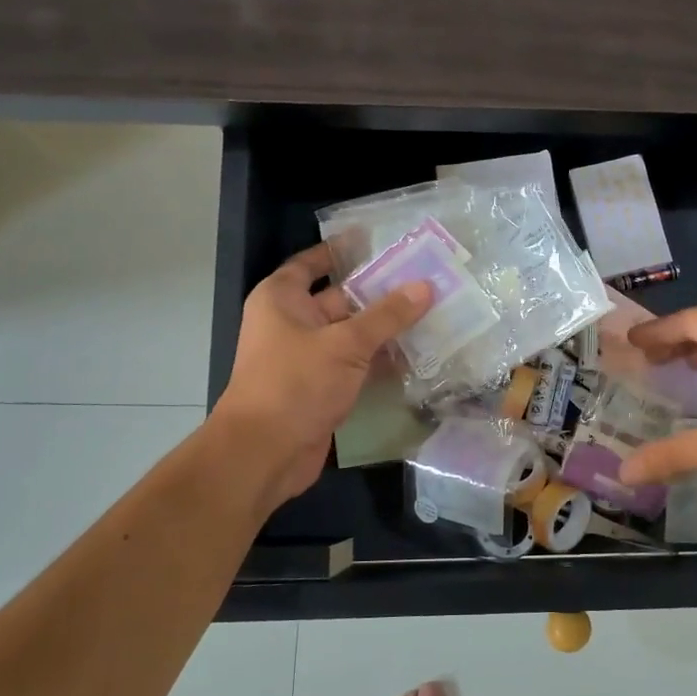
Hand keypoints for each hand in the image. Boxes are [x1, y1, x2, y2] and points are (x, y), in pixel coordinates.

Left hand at [215, 243, 431, 510]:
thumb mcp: (345, 343)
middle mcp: (292, 323)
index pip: (313, 263)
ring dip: (386, 328)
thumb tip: (425, 286)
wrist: (264, 453)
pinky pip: (356, 364)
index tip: (379, 242)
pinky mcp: (322, 387)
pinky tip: (417, 354)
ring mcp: (308, 357)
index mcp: (282, 299)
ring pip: (353, 333)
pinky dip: (381, 360)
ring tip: (432, 313)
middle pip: (341, 298)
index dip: (342, 251)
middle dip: (380, 292)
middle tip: (425, 279)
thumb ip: (387, 315)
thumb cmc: (295, 383)